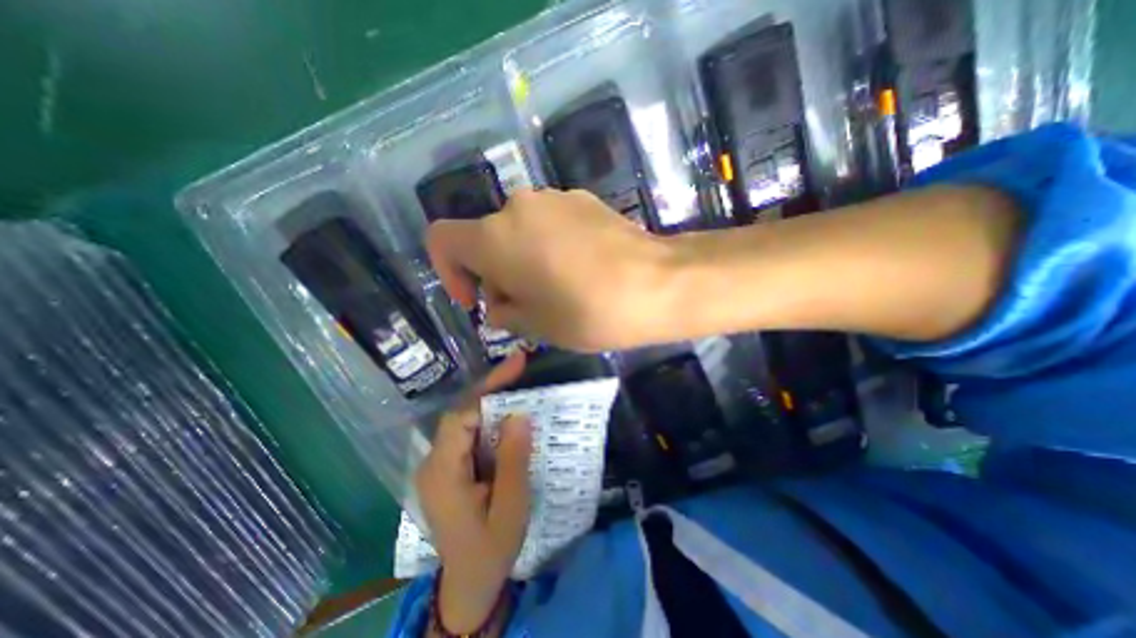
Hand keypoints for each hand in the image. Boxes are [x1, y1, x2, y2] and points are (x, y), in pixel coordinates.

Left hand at [415, 354, 535, 633]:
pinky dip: (489, 418)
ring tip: (518, 383)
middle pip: (461, 413)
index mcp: (443, 473)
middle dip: (491, 388)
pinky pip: (469, 434)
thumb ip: (513, 460)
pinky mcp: (448, 468)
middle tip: (520, 368)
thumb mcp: (510, 508)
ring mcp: (438, 465)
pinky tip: (508, 414)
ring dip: (491, 401)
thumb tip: (519, 415)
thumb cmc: (491, 549)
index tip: (516, 366)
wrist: (469, 583)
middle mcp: (433, 462)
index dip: (488, 388)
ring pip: (465, 420)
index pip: (461, 417)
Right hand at [427, 190, 671, 350]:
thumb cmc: (589, 311)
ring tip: (554, 290)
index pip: (441, 238)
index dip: (448, 271)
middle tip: (523, 306)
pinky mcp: (583, 199)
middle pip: (486, 238)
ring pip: (519, 230)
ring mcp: (554, 198)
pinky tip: (578, 270)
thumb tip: (499, 305)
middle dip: (495, 273)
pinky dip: (549, 246)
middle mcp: (518, 206)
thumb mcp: (536, 326)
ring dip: (523, 259)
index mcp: (495, 236)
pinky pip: (549, 223)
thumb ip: (505, 312)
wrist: (658, 283)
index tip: (477, 300)